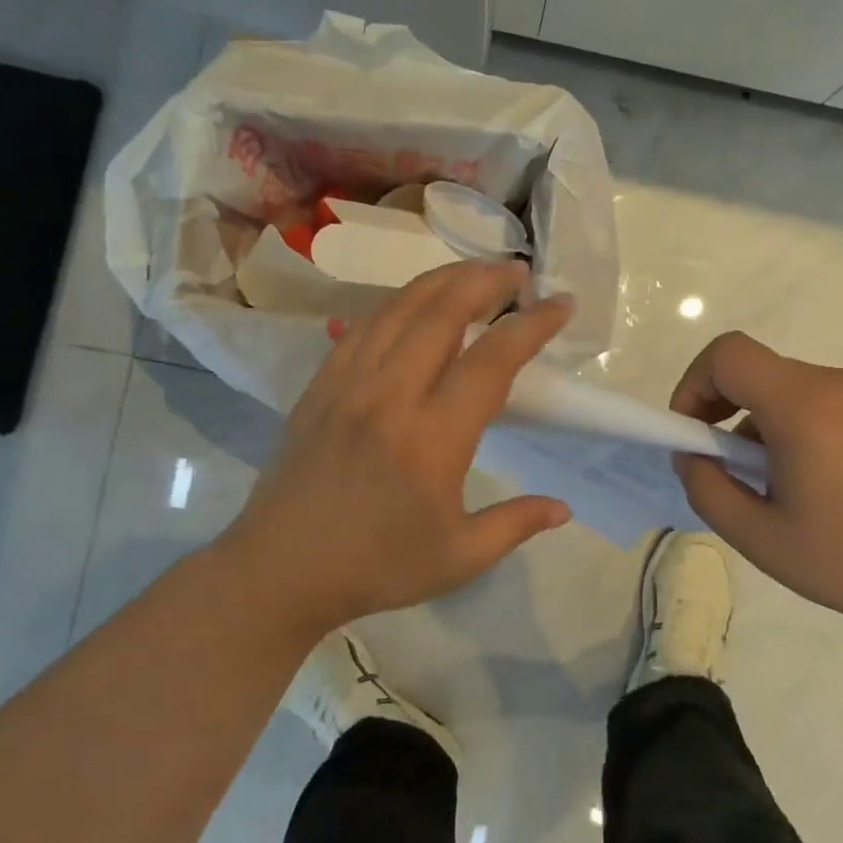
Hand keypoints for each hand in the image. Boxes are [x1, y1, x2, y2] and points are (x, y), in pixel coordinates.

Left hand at [218, 261, 572, 632]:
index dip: (533, 325)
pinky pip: (364, 326)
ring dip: (443, 280)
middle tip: (518, 272)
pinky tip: (415, 303)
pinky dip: (398, 303)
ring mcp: (348, 383)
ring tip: (475, 273)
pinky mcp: (320, 385)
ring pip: (400, 307)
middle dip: (487, 280)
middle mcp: (390, 395)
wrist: (280, 570)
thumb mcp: (459, 558)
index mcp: (433, 438)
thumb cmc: (375, 567)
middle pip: (443, 311)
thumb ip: (515, 524)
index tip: (561, 305)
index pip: (493, 359)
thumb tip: (563, 508)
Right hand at [670, 331, 842, 640]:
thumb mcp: (760, 539)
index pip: (727, 354)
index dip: (695, 384)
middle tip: (741, 475)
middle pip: (763, 375)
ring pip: (800, 392)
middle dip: (732, 415)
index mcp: (804, 406)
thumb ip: (707, 488)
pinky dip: (814, 431)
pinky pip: (839, 406)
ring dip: (774, 427)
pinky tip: (839, 489)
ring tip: (794, 491)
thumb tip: (693, 455)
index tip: (695, 433)